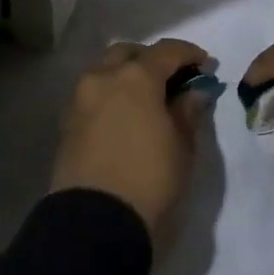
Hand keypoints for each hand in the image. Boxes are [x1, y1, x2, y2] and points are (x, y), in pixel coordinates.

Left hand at [51, 37, 213, 248]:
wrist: (95, 223)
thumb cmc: (149, 179)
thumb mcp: (182, 146)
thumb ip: (187, 111)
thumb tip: (194, 92)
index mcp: (136, 77)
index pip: (167, 51)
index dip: (190, 54)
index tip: (205, 65)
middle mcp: (104, 77)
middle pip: (130, 53)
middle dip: (152, 59)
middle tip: (172, 79)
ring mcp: (81, 98)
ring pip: (106, 70)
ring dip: (127, 74)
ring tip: (147, 99)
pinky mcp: (67, 121)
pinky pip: (93, 93)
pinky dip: (110, 94)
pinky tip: (125, 115)